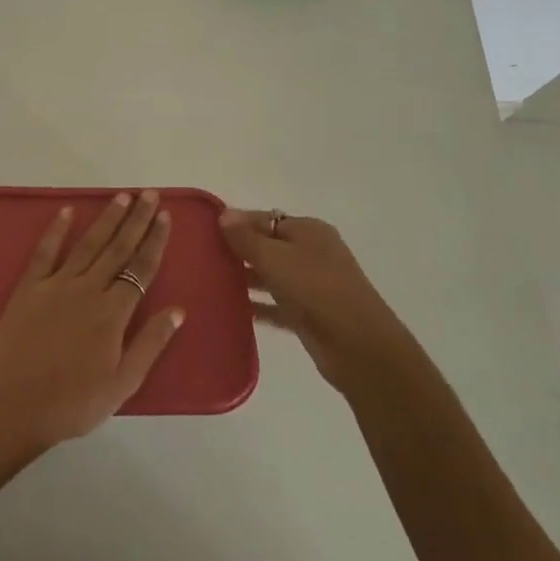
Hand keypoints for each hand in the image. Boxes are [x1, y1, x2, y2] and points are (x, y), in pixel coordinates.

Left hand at [0, 191, 185, 446]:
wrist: (14, 405)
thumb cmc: (74, 402)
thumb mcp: (123, 383)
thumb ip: (151, 343)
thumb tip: (177, 310)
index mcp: (113, 313)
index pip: (140, 269)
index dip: (154, 241)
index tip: (165, 217)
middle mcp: (87, 290)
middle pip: (117, 248)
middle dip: (136, 220)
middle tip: (149, 194)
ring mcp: (55, 285)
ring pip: (87, 244)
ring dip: (106, 219)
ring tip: (121, 197)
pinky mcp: (28, 288)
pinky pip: (44, 252)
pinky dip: (56, 230)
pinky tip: (66, 212)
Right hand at [218, 208, 397, 387]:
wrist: (358, 346)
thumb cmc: (315, 289)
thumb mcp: (275, 257)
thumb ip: (247, 237)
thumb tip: (224, 214)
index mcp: (308, 231)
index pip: (265, 218)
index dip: (236, 222)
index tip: (203, 231)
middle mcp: (312, 253)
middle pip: (268, 246)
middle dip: (238, 251)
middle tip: (201, 258)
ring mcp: (312, 285)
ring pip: (271, 276)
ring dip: (245, 279)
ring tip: (209, 282)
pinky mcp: (309, 315)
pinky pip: (277, 305)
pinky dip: (258, 306)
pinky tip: (231, 310)